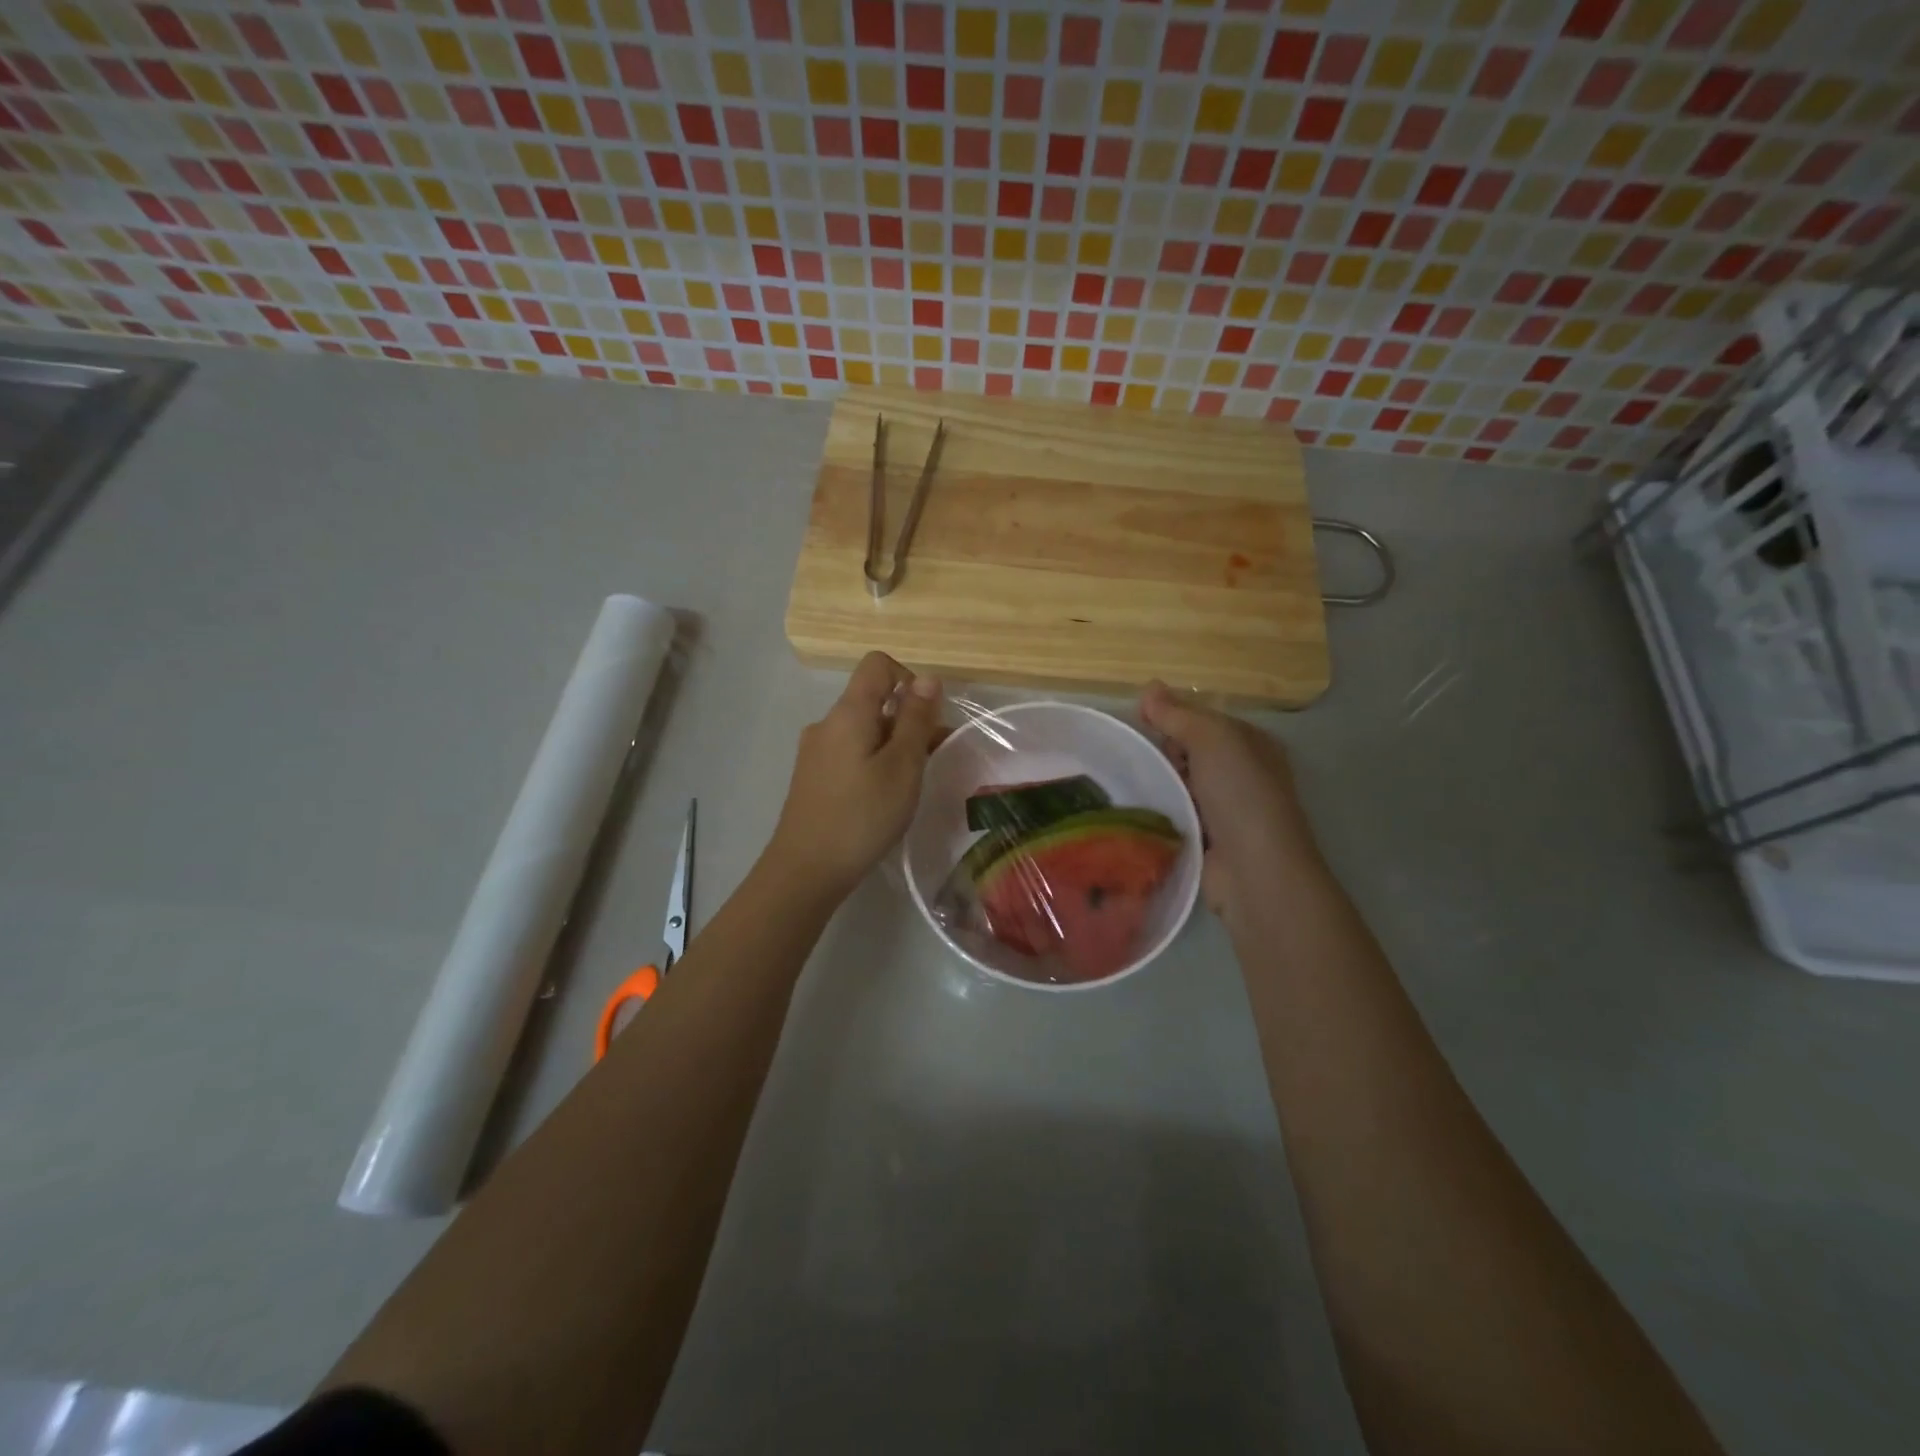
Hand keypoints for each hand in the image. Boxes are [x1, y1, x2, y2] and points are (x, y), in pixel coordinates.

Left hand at [767, 653, 944, 898]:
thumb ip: (916, 719)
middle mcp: (827, 723)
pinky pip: (850, 753)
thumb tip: (928, 678)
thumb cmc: (863, 815)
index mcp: (848, 712)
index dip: (909, 678)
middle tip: (930, 759)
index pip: (877, 664)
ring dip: (893, 744)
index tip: (926, 717)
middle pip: (872, 699)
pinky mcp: (813, 777)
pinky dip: (874, 762)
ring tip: (911, 784)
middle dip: (907, 719)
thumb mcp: (903, 766)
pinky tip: (883, 798)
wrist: (806, 870)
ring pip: (863, 730)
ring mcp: (816, 751)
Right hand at [1140, 682, 1321, 921]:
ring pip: (1178, 782)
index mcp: (1250, 743)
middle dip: (1164, 751)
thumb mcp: (1212, 740)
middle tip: (1147, 761)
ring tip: (1132, 784)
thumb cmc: (1240, 794)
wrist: (1254, 869)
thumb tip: (1148, 687)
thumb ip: (1178, 714)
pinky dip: (1159, 810)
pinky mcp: (1206, 837)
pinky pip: (1174, 812)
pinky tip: (1138, 810)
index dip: (1171, 715)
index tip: (1140, 720)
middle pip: (1188, 749)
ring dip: (1158, 782)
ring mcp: (1224, 807)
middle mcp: (1241, 772)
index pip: (1202, 718)